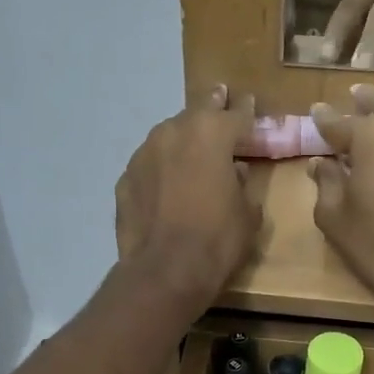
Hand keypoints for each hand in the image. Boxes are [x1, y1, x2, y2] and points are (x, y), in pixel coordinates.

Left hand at [115, 85, 262, 310]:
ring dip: (182, 140)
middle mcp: (174, 132)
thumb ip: (243, 185)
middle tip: (219, 101)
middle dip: (211, 110)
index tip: (248, 102)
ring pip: (168, 136)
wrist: (165, 271)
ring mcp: (144, 154)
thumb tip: (235, 173)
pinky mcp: (125, 179)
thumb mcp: (247, 213)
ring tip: (191, 148)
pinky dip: (160, 169)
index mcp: (212, 134)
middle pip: (197, 114)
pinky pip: (149, 166)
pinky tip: (165, 183)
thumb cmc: (217, 240)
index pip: (235, 114)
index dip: (245, 110)